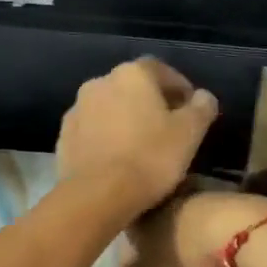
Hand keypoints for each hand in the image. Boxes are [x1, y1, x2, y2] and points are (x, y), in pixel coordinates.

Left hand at [55, 59, 219, 215]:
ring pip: (110, 109)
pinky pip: (93, 131)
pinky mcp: (64, 137)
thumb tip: (203, 96)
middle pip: (133, 88)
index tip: (191, 110)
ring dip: (126, 120)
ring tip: (142, 147)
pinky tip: (117, 160)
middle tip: (169, 129)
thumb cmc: (150, 158)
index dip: (180, 88)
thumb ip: (201, 108)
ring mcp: (77, 109)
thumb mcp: (190, 133)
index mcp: (132, 74)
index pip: (162, 70)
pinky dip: (107, 138)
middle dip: (151, 103)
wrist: (96, 196)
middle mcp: (100, 82)